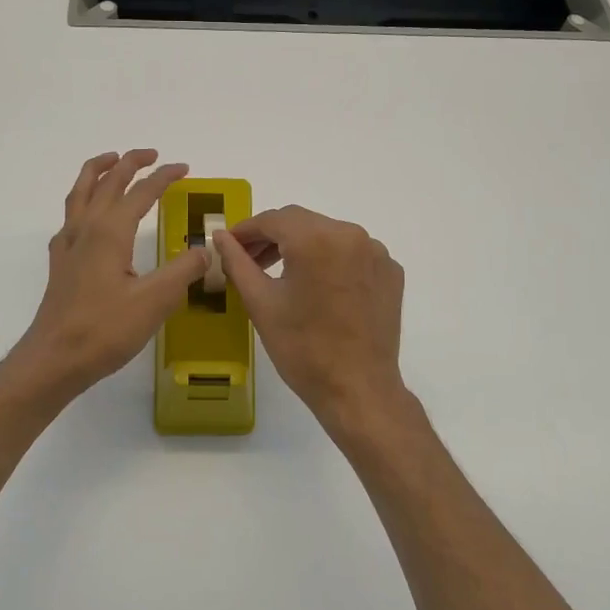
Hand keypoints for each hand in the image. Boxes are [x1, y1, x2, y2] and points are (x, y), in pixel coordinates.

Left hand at [8, 150, 208, 401]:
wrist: (54, 359)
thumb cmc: (105, 330)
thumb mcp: (154, 301)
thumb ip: (183, 271)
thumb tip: (206, 250)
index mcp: (110, 231)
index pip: (141, 191)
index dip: (164, 176)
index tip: (184, 168)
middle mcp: (86, 228)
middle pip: (107, 181)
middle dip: (131, 162)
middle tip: (153, 155)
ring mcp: (68, 244)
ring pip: (80, 191)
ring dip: (98, 170)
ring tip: (112, 160)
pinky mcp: (60, 262)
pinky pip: (70, 214)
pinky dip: (82, 198)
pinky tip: (89, 213)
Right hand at [214, 206, 410, 436]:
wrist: (358, 390)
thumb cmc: (302, 349)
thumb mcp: (261, 303)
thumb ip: (237, 262)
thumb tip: (219, 236)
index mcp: (316, 239)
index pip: (273, 219)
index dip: (246, 230)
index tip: (229, 244)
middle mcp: (351, 234)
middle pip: (302, 223)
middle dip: (273, 237)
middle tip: (249, 260)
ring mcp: (376, 252)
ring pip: (328, 235)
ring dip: (302, 247)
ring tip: (281, 274)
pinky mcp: (390, 272)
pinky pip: (352, 253)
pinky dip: (331, 261)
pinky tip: (318, 287)